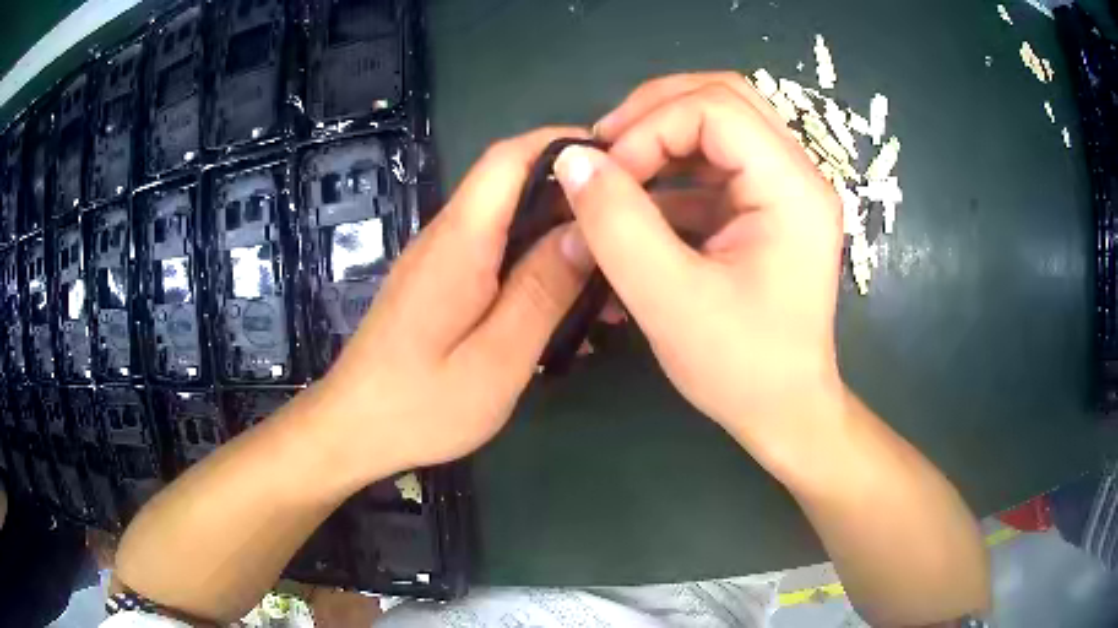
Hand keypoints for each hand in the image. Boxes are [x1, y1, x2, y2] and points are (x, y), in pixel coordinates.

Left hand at [312, 127, 595, 477]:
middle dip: (573, 195)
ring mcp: (439, 259)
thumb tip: (588, 229)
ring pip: (508, 221)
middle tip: (628, 227)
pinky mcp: (438, 283)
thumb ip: (542, 289)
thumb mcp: (496, 358)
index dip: (562, 145)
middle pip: (512, 185)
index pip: (508, 159)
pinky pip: (494, 255)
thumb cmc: (421, 405)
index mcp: (459, 242)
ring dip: (558, 235)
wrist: (353, 428)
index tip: (620, 160)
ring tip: (609, 275)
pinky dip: (534, 265)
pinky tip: (565, 306)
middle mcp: (445, 236)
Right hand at [554, 73, 846, 475]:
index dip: (650, 127)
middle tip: (605, 148)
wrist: (785, 411)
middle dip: (654, 111)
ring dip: (660, 135)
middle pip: (724, 97)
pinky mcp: (767, 208)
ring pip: (719, 122)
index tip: (605, 172)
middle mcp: (798, 175)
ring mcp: (786, 189)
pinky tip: (638, 200)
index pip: (716, 109)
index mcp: (793, 189)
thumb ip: (617, 224)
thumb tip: (573, 160)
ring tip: (615, 168)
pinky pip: (716, 163)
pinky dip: (671, 169)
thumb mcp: (669, 301)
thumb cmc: (740, 368)